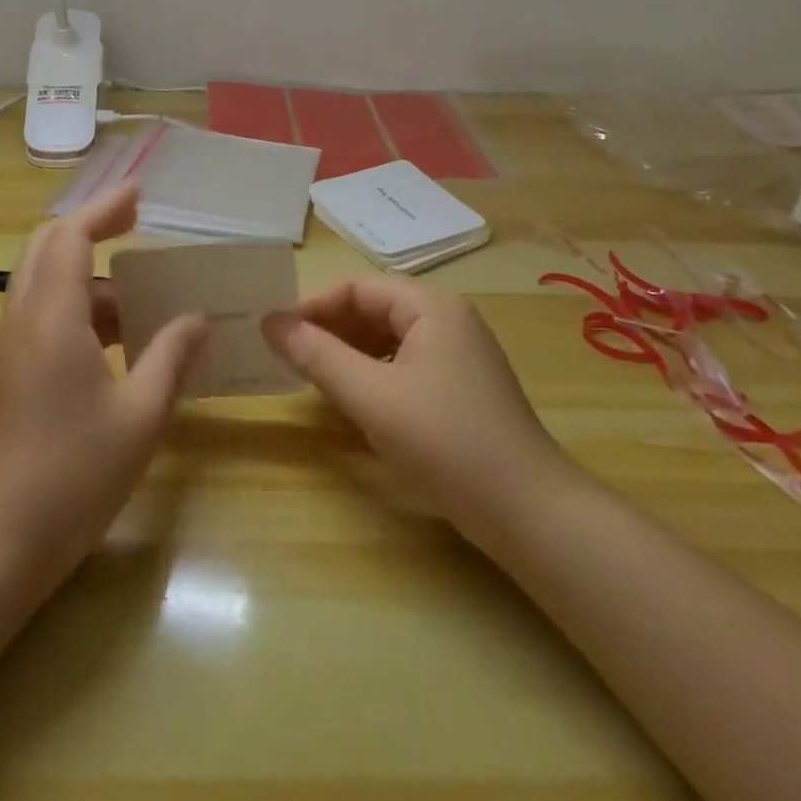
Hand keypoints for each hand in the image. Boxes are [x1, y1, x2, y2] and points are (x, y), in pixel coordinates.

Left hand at [0, 186, 206, 585]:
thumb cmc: (72, 475)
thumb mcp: (140, 415)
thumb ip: (170, 357)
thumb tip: (197, 318)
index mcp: (53, 316)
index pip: (72, 236)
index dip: (104, 208)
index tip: (139, 194)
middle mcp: (24, 318)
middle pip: (47, 246)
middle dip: (91, 228)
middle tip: (137, 228)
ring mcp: (11, 345)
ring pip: (46, 282)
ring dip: (91, 276)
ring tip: (144, 298)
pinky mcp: (11, 371)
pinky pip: (45, 314)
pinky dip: (81, 307)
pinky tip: (120, 341)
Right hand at [262, 276, 571, 535]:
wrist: (530, 513)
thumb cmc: (446, 441)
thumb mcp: (372, 396)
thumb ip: (318, 356)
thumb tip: (270, 322)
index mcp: (431, 307)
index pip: (358, 287)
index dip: (314, 306)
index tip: (278, 334)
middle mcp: (448, 320)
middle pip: (374, 309)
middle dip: (330, 329)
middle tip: (289, 357)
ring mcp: (458, 355)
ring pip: (388, 339)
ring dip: (348, 353)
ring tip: (313, 378)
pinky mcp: (461, 389)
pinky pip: (404, 365)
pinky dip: (373, 374)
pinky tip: (355, 400)